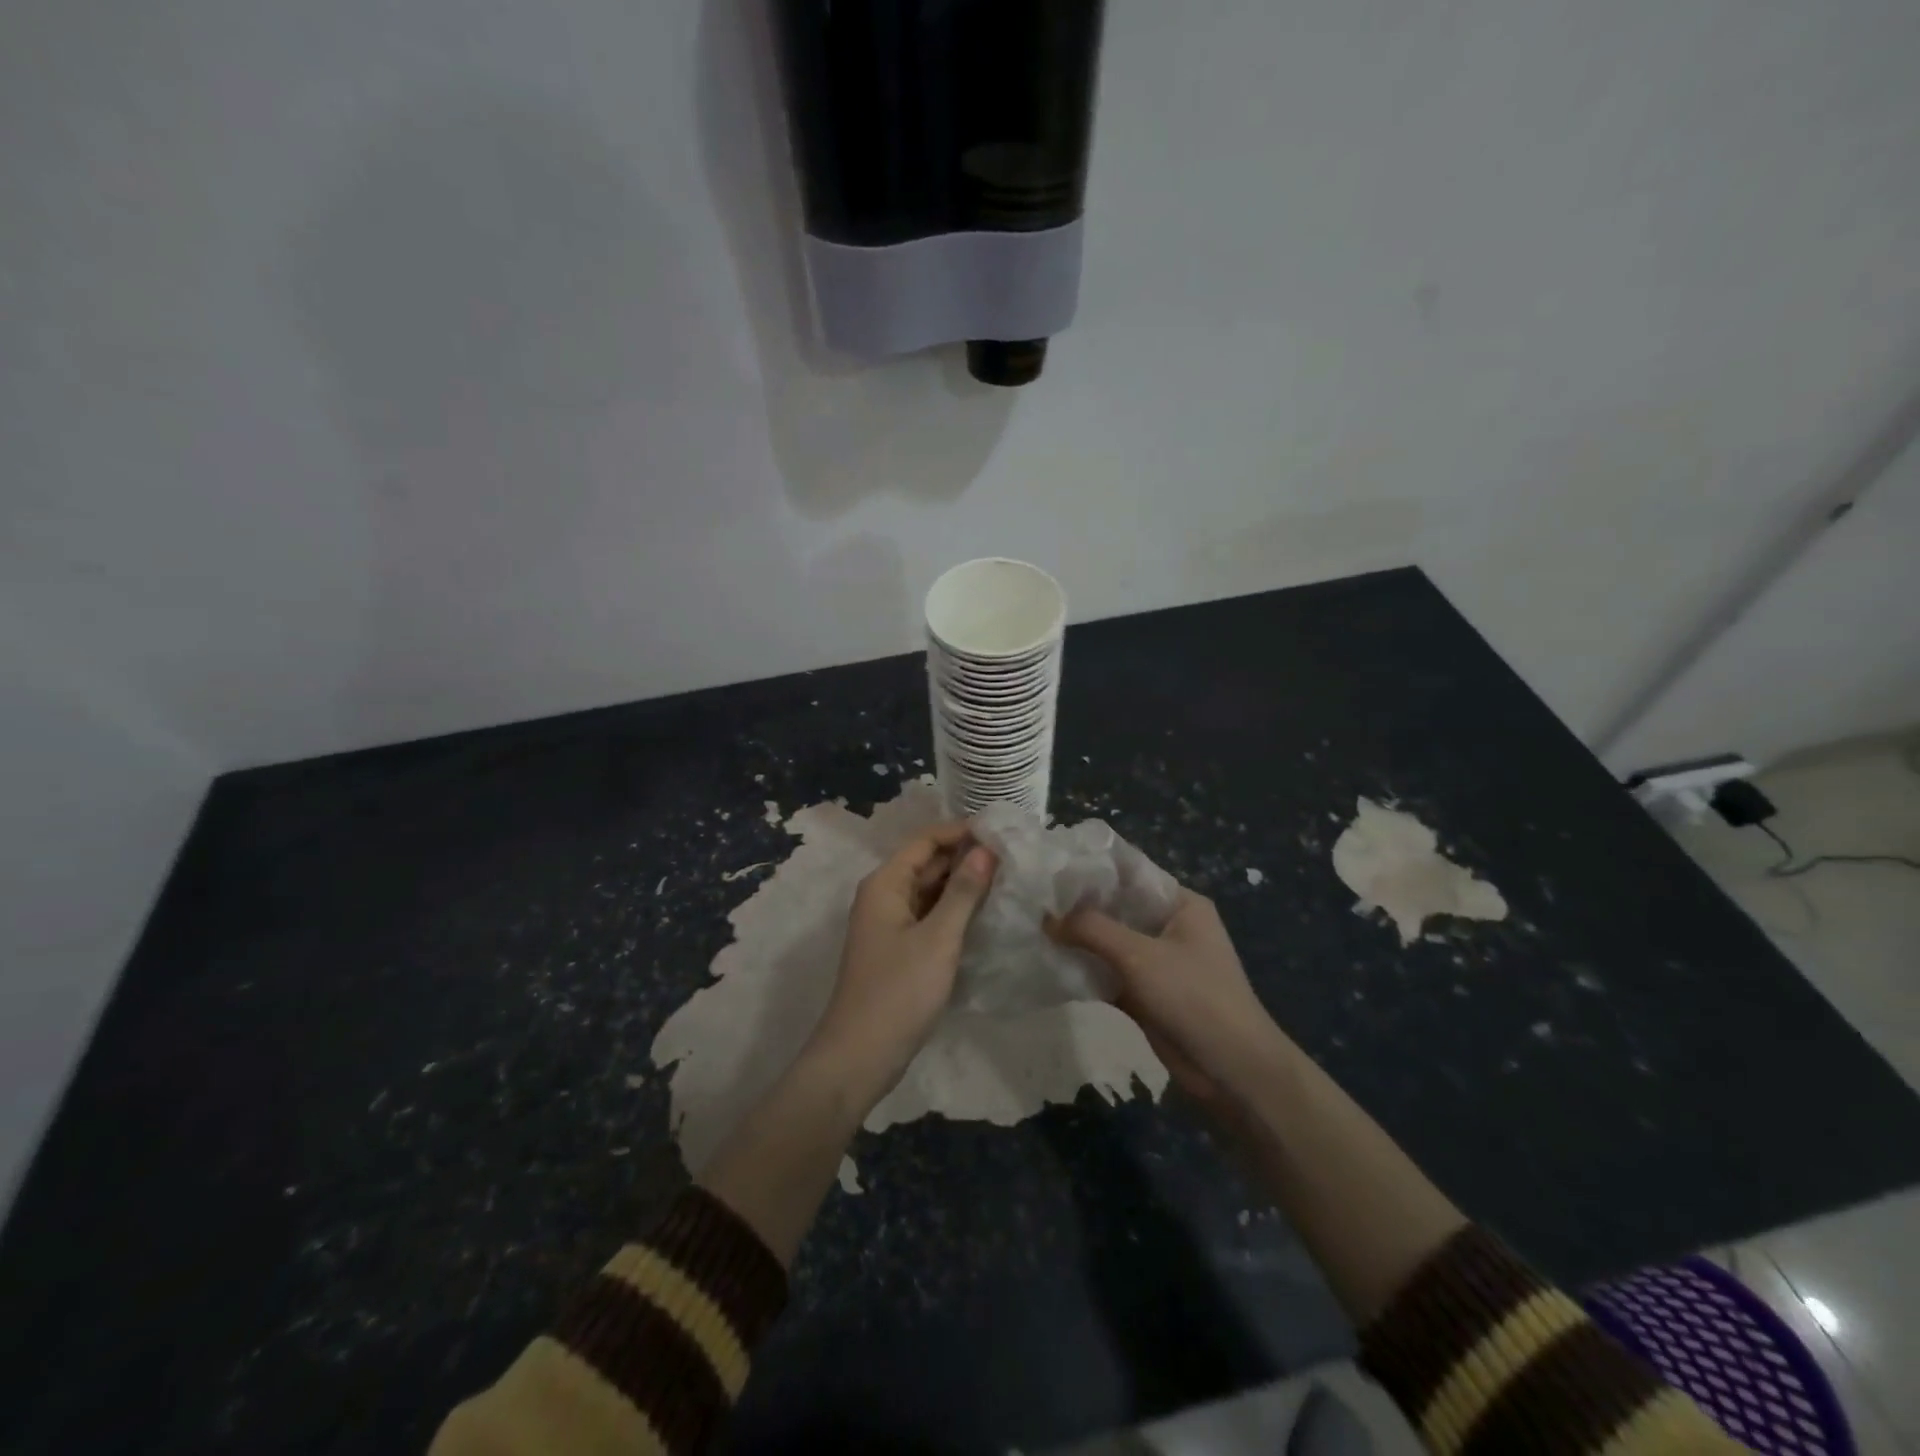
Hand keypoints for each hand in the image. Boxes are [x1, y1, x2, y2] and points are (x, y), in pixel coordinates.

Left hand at [809, 823, 997, 1102]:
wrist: (860, 1055)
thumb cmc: (899, 991)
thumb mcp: (938, 938)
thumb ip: (963, 892)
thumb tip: (986, 849)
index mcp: (885, 883)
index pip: (926, 840)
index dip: (962, 832)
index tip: (1003, 833)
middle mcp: (884, 895)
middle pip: (928, 863)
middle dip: (966, 857)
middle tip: (1014, 857)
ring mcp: (891, 923)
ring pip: (931, 890)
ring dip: (963, 884)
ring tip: (1008, 880)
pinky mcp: (900, 948)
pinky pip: (930, 915)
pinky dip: (955, 910)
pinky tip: (986, 914)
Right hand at [1050, 890, 1282, 1110]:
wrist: (1232, 1070)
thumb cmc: (1194, 996)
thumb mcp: (1139, 955)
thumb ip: (1091, 929)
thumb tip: (1046, 917)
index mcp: (1180, 904)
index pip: (1130, 873)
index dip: (1092, 870)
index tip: (1051, 867)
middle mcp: (1168, 927)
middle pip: (1116, 908)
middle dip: (1078, 907)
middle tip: (1034, 898)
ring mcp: (1157, 962)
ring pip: (1109, 942)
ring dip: (1078, 940)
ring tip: (1034, 927)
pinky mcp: (1145, 994)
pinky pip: (1108, 973)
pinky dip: (1085, 970)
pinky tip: (1050, 964)